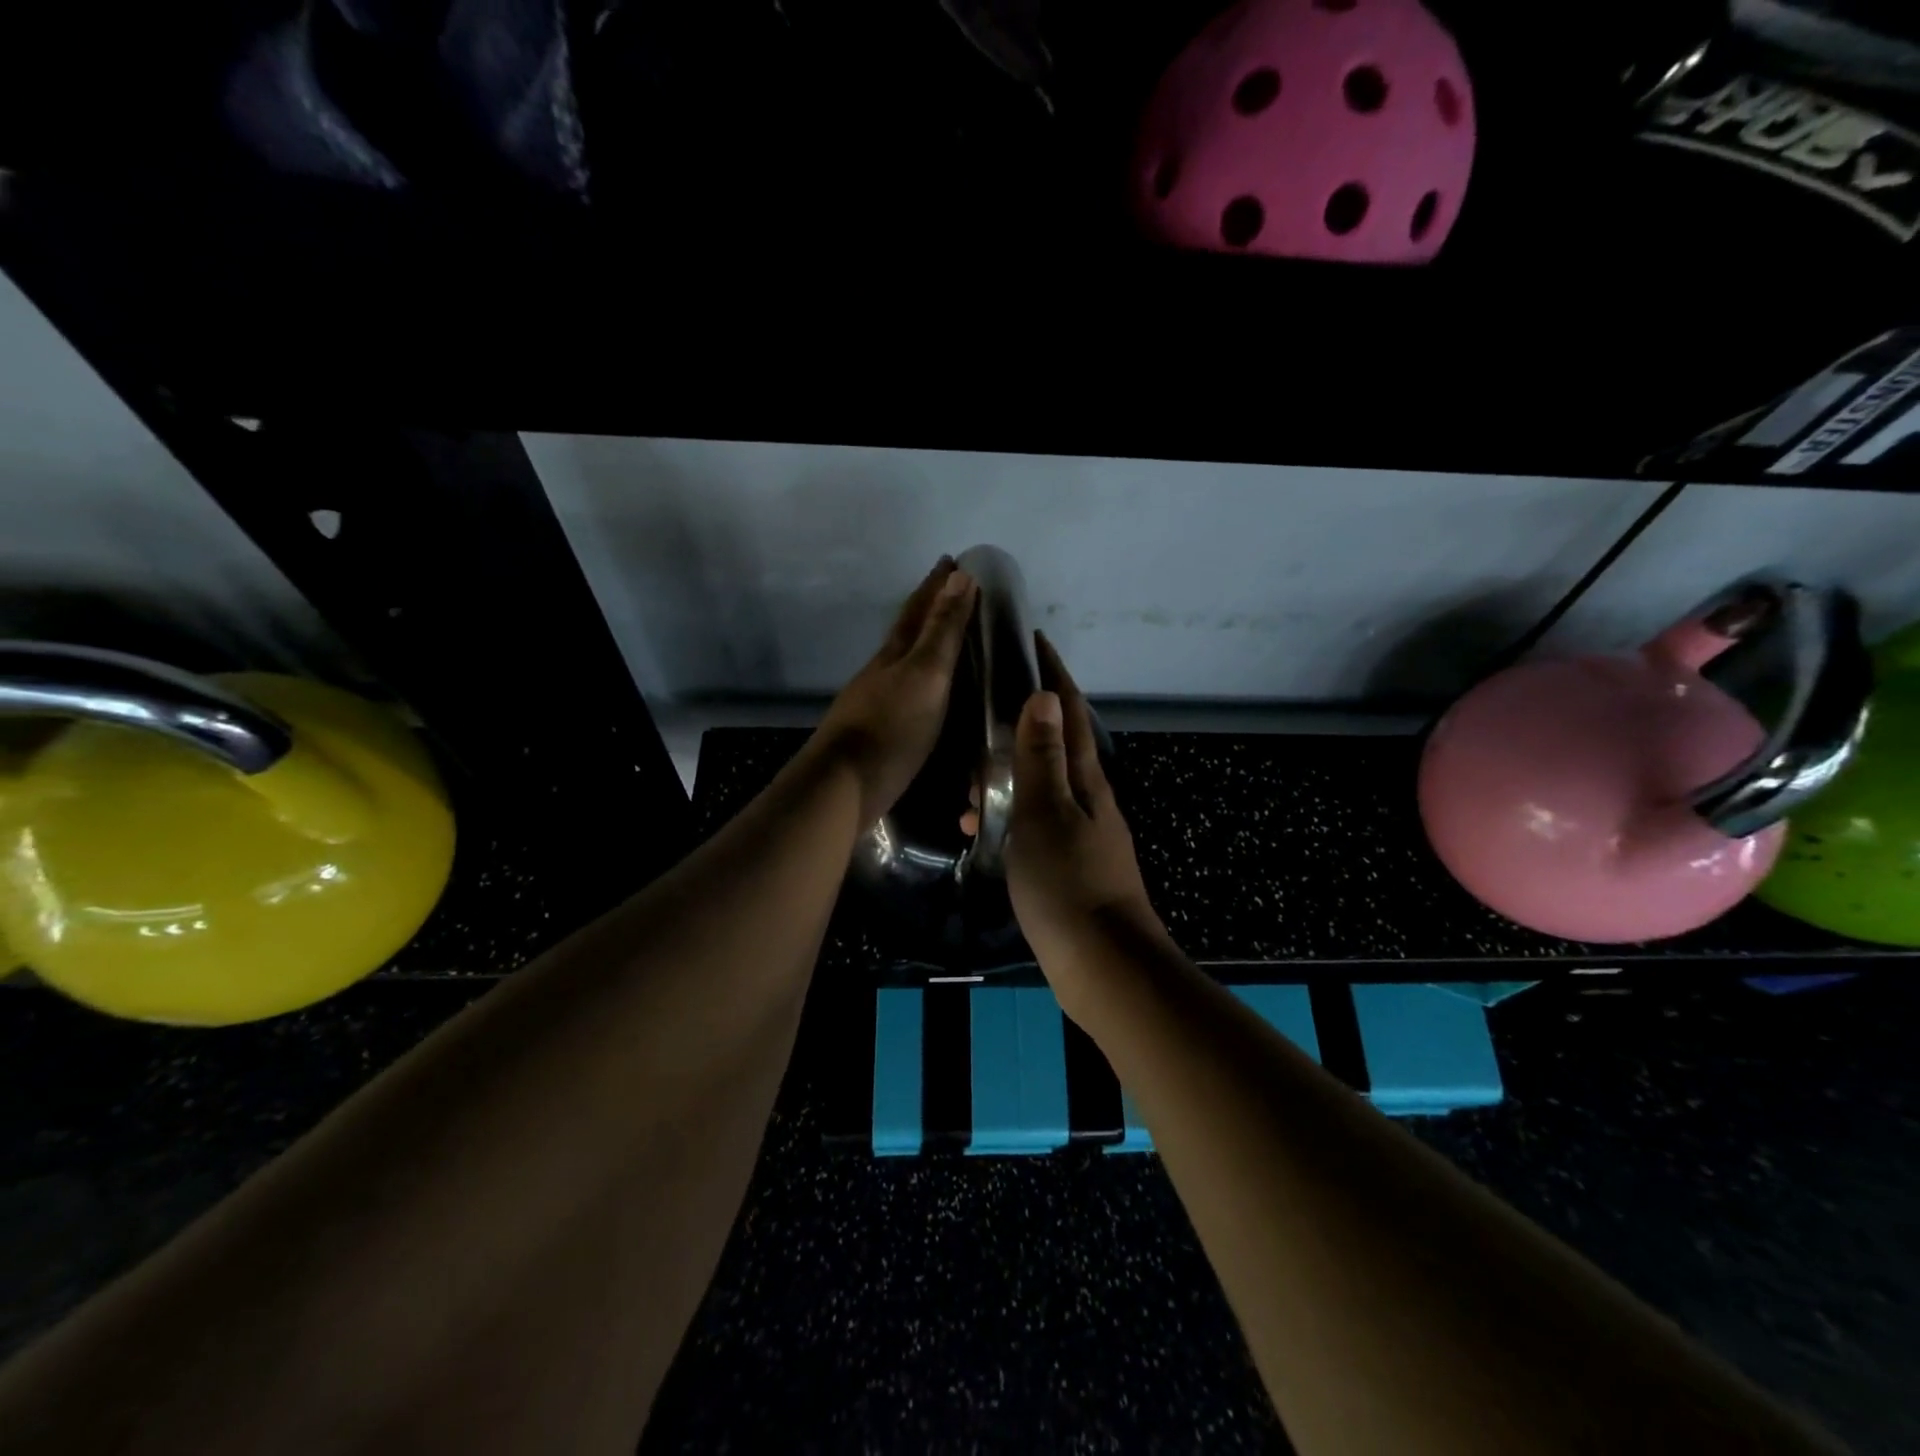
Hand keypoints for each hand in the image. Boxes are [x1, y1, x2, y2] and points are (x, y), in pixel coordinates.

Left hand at [809, 557, 978, 826]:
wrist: (843, 786)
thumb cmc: (892, 728)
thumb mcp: (926, 675)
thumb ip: (943, 630)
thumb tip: (960, 575)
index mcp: (895, 653)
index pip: (918, 609)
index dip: (936, 584)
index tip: (953, 560)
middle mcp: (882, 671)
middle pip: (907, 631)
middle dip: (929, 607)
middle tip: (952, 590)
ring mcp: (875, 702)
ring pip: (903, 661)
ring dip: (924, 644)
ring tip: (946, 638)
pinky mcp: (877, 732)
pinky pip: (905, 692)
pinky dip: (921, 681)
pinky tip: (928, 694)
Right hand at [1005, 634, 1160, 974]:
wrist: (1104, 965)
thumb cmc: (1069, 883)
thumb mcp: (1046, 814)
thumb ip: (1041, 757)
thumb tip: (1042, 695)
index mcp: (1086, 780)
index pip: (1069, 712)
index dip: (1054, 674)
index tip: (1034, 641)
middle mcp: (1089, 799)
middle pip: (1056, 745)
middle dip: (1022, 723)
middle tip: (981, 720)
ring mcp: (1082, 833)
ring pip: (1040, 787)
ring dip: (1008, 776)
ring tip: (968, 785)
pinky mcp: (1071, 865)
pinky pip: (1034, 822)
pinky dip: (1008, 816)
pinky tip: (981, 828)